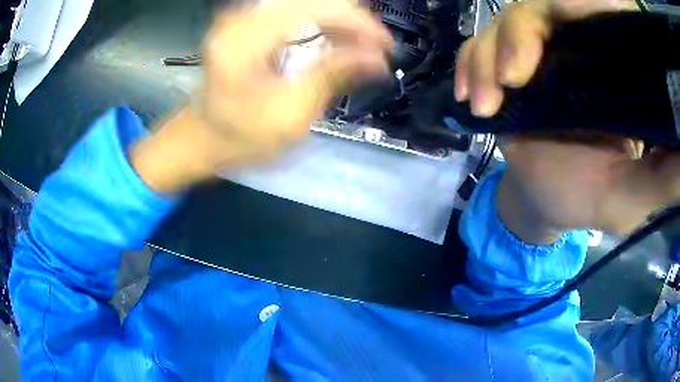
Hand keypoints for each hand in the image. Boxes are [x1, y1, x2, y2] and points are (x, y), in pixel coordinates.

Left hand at [131, 0, 390, 192]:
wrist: (201, 138)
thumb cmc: (239, 137)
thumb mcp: (289, 115)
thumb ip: (332, 77)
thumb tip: (377, 59)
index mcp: (246, 39)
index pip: (315, 8)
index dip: (357, 22)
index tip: (385, 45)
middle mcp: (242, 18)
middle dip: (351, 20)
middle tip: (375, 48)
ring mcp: (242, 18)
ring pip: (306, 2)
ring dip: (339, 21)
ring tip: (360, 46)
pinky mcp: (247, 23)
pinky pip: (294, 10)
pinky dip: (321, 22)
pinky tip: (336, 40)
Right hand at [454, 0, 679, 241]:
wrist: (544, 197)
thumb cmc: (588, 198)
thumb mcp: (633, 195)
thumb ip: (663, 176)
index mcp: (612, 67)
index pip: (595, 12)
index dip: (581, 6)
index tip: (567, 25)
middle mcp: (576, 46)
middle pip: (542, 9)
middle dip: (520, 37)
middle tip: (513, 81)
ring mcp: (539, 50)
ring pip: (506, 24)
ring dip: (488, 58)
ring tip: (486, 104)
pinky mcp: (508, 61)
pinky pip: (480, 46)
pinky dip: (470, 65)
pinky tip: (470, 96)